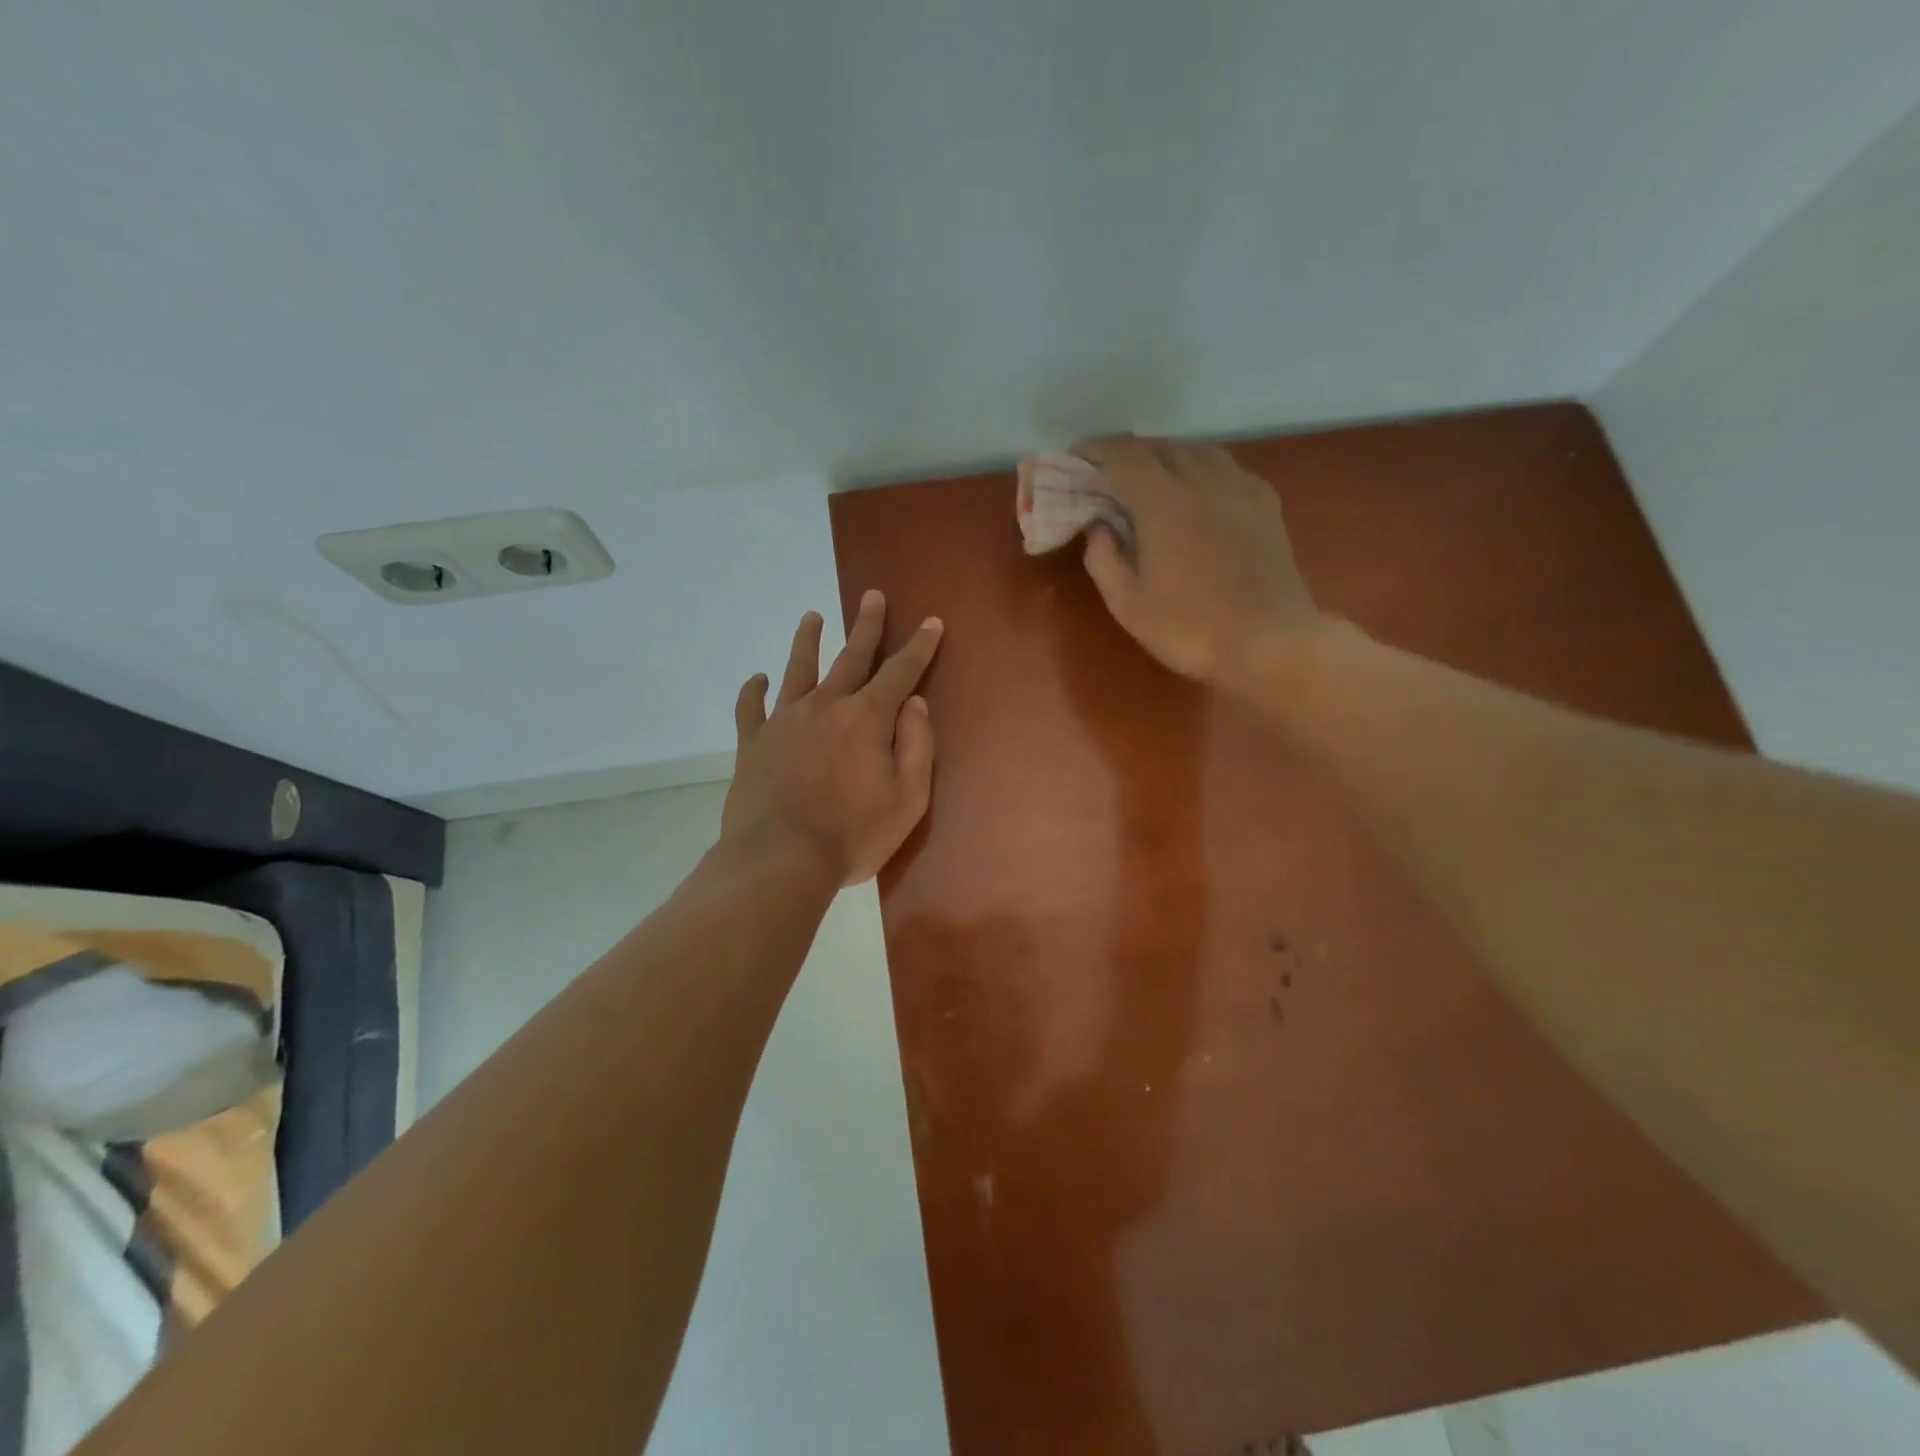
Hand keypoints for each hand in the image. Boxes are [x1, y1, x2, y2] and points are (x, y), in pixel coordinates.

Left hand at [721, 591, 942, 886]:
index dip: (919, 646)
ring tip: (811, 616)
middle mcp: (825, 707)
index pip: (900, 672)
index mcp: (867, 719)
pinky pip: (750, 708)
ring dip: (807, 641)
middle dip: (866, 626)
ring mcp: (784, 721)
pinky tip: (757, 679)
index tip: (930, 622)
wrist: (779, 860)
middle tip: (872, 596)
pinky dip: (753, 690)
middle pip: (850, 657)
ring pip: (798, 669)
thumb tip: (916, 704)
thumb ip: (917, 746)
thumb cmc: (852, 835)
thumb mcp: (907, 799)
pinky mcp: (752, 743)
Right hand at [1075, 435, 1316, 686]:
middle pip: (1160, 447)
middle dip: (1127, 453)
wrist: (1269, 641)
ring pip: (1196, 451)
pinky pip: (1224, 468)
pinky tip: (1196, 492)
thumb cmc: (1189, 627)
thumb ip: (1102, 558)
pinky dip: (1198, 469)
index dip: (1096, 449)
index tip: (1077, 457)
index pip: (1124, 455)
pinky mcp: (1264, 502)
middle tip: (1107, 473)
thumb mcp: (1127, 604)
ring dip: (1165, 457)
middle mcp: (1202, 480)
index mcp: (1163, 501)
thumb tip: (1099, 527)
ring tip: (1150, 478)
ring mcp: (1239, 487)